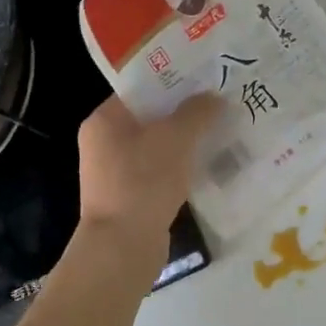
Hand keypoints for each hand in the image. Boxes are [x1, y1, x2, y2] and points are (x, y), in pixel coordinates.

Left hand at [76, 93, 221, 250]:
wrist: (123, 248)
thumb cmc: (143, 182)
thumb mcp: (176, 138)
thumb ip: (196, 112)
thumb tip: (213, 98)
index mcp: (104, 120)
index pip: (140, 88)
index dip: (173, 81)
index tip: (205, 77)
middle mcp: (104, 142)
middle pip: (151, 116)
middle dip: (185, 111)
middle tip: (220, 103)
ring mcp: (115, 172)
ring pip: (158, 145)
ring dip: (186, 140)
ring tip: (221, 130)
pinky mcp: (130, 196)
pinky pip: (159, 170)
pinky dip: (181, 166)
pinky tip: (208, 164)